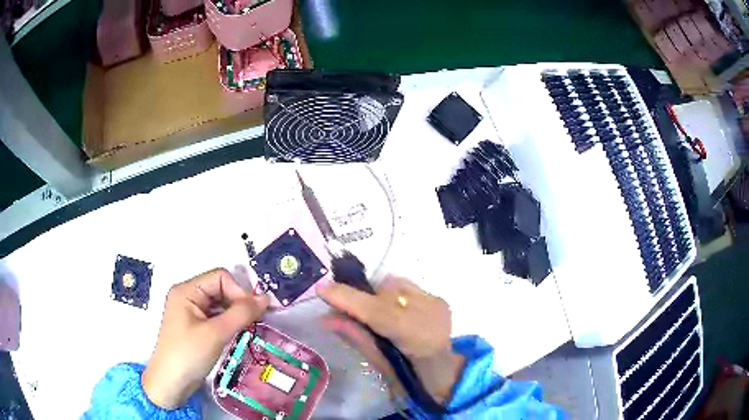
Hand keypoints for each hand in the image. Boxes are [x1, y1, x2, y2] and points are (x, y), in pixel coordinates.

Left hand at [142, 268, 268, 408]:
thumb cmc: (189, 354)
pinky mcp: (195, 327)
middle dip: (238, 303)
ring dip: (235, 315)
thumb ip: (241, 314)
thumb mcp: (216, 333)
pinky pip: (216, 318)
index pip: (220, 277)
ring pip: (220, 305)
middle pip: (221, 289)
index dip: (239, 291)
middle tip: (254, 322)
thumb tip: (266, 298)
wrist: (171, 383)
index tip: (253, 313)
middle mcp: (188, 296)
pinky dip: (229, 324)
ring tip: (248, 330)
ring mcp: (191, 312)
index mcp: (187, 290)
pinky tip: (237, 336)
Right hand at [317, 276, 464, 403]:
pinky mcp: (439, 299)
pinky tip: (393, 313)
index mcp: (418, 339)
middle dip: (361, 298)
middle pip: (385, 292)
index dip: (348, 299)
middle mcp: (431, 314)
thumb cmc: (412, 379)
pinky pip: (406, 287)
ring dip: (377, 296)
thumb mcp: (381, 365)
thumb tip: (327, 318)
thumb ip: (357, 338)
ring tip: (374, 316)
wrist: (446, 373)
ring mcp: (437, 304)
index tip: (322, 290)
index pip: (378, 312)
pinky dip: (392, 297)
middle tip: (343, 311)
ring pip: (395, 285)